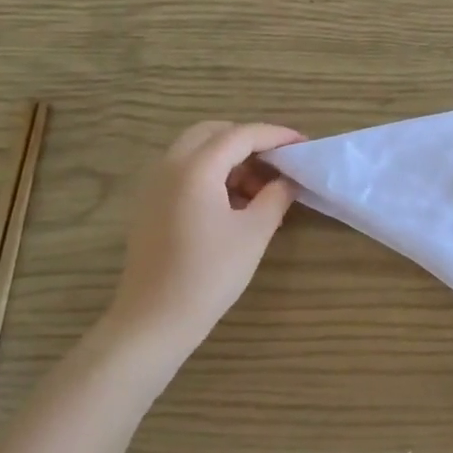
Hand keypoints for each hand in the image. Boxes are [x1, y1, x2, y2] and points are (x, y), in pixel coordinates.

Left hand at [100, 120, 302, 368]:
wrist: (154, 320)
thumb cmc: (209, 274)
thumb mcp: (254, 233)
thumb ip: (276, 197)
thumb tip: (287, 180)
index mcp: (196, 168)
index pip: (241, 135)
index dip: (275, 135)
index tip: (303, 144)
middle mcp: (169, 166)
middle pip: (212, 133)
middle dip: (248, 140)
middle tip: (278, 161)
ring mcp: (154, 185)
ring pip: (195, 151)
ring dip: (229, 157)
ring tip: (260, 188)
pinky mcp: (150, 204)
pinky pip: (184, 171)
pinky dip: (211, 173)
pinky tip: (233, 203)